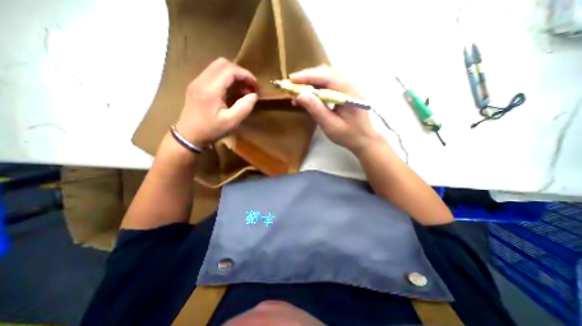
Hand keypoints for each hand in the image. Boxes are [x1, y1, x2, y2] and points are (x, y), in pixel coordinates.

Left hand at [173, 57, 257, 147]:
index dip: (246, 74)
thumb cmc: (211, 130)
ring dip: (233, 74)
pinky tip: (232, 90)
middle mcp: (202, 80)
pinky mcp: (196, 85)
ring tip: (243, 89)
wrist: (188, 135)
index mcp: (210, 89)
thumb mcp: (231, 122)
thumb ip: (244, 107)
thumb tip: (253, 95)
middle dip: (240, 72)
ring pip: (217, 67)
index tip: (256, 85)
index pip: (230, 70)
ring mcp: (197, 81)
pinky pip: (213, 74)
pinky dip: (226, 78)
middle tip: (250, 86)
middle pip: (223, 63)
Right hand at [290, 65, 382, 154]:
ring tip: (297, 91)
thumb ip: (316, 110)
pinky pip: (328, 84)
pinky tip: (308, 95)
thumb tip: (300, 95)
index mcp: (349, 93)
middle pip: (326, 73)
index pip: (327, 77)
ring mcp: (347, 88)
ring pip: (326, 77)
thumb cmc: (348, 135)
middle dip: (307, 77)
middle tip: (291, 85)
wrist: (363, 139)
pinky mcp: (344, 92)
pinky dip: (316, 87)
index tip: (291, 79)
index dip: (308, 76)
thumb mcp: (330, 126)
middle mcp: (349, 85)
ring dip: (310, 81)